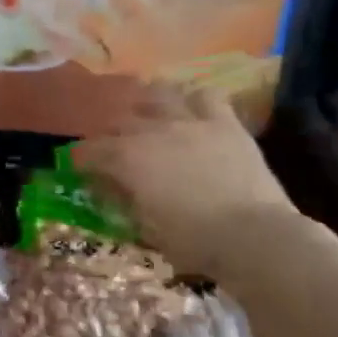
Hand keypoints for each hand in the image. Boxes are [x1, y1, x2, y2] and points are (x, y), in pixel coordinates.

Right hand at [70, 81, 298, 279]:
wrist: (255, 237)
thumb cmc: (193, 241)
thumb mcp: (144, 227)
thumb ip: (123, 199)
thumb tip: (111, 186)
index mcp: (125, 159)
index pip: (89, 151)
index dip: (82, 160)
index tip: (83, 171)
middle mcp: (151, 131)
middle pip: (119, 121)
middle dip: (111, 135)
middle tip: (115, 149)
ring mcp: (189, 122)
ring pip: (158, 95)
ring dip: (147, 103)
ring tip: (148, 114)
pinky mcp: (225, 123)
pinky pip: (207, 96)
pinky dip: (195, 100)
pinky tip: (193, 111)